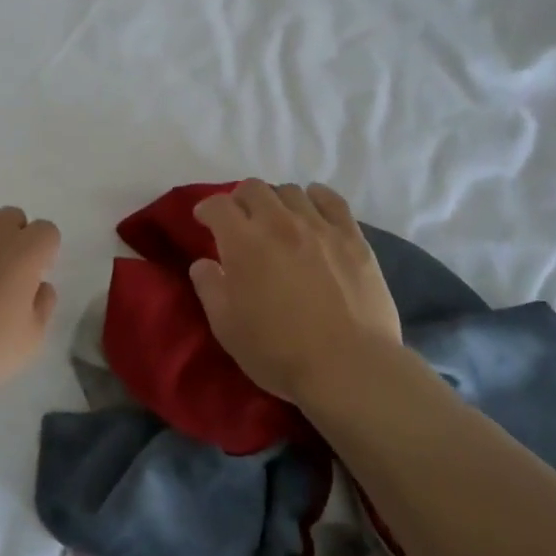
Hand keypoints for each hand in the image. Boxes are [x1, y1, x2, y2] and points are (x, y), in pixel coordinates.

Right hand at [189, 181, 402, 404]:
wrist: (348, 367)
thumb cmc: (279, 351)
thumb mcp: (227, 327)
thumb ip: (209, 288)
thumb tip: (203, 264)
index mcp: (243, 242)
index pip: (218, 205)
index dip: (207, 209)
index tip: (204, 220)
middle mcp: (279, 222)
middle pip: (253, 188)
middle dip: (240, 200)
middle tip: (240, 221)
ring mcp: (319, 226)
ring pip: (291, 192)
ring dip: (276, 201)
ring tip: (278, 220)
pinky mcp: (352, 237)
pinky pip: (332, 200)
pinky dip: (317, 198)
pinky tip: (313, 208)